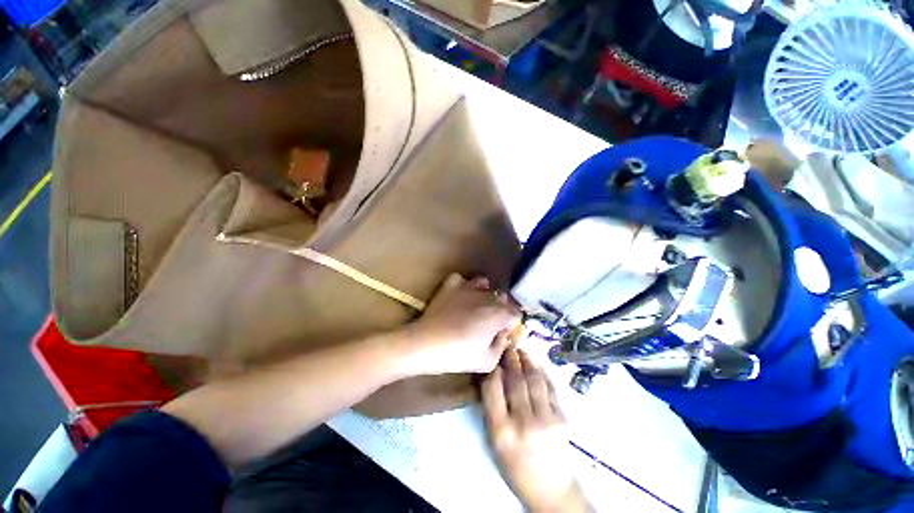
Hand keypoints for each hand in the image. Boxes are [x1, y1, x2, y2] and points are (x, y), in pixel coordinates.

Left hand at [401, 273, 520, 375]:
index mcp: (499, 313)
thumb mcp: (487, 362)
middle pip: (502, 298)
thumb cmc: (458, 355)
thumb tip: (502, 336)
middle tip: (489, 323)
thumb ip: (501, 347)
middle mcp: (487, 296)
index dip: (511, 324)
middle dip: (500, 309)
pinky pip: (462, 279)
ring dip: (485, 293)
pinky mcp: (451, 284)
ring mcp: (468, 287)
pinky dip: (463, 286)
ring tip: (476, 306)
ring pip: (484, 284)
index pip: (516, 314)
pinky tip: (459, 296)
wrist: (426, 343)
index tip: (501, 334)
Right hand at [482, 348, 590, 512]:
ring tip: (520, 350)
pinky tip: (535, 364)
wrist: (549, 488)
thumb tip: (492, 375)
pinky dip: (541, 372)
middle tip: (507, 345)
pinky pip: (549, 387)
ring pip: (534, 380)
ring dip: (526, 361)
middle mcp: (523, 422)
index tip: (492, 355)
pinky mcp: (562, 418)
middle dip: (510, 359)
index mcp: (501, 431)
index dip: (492, 368)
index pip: (493, 388)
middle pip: (515, 380)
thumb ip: (492, 408)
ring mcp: (546, 419)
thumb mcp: (494, 441)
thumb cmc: (515, 466)